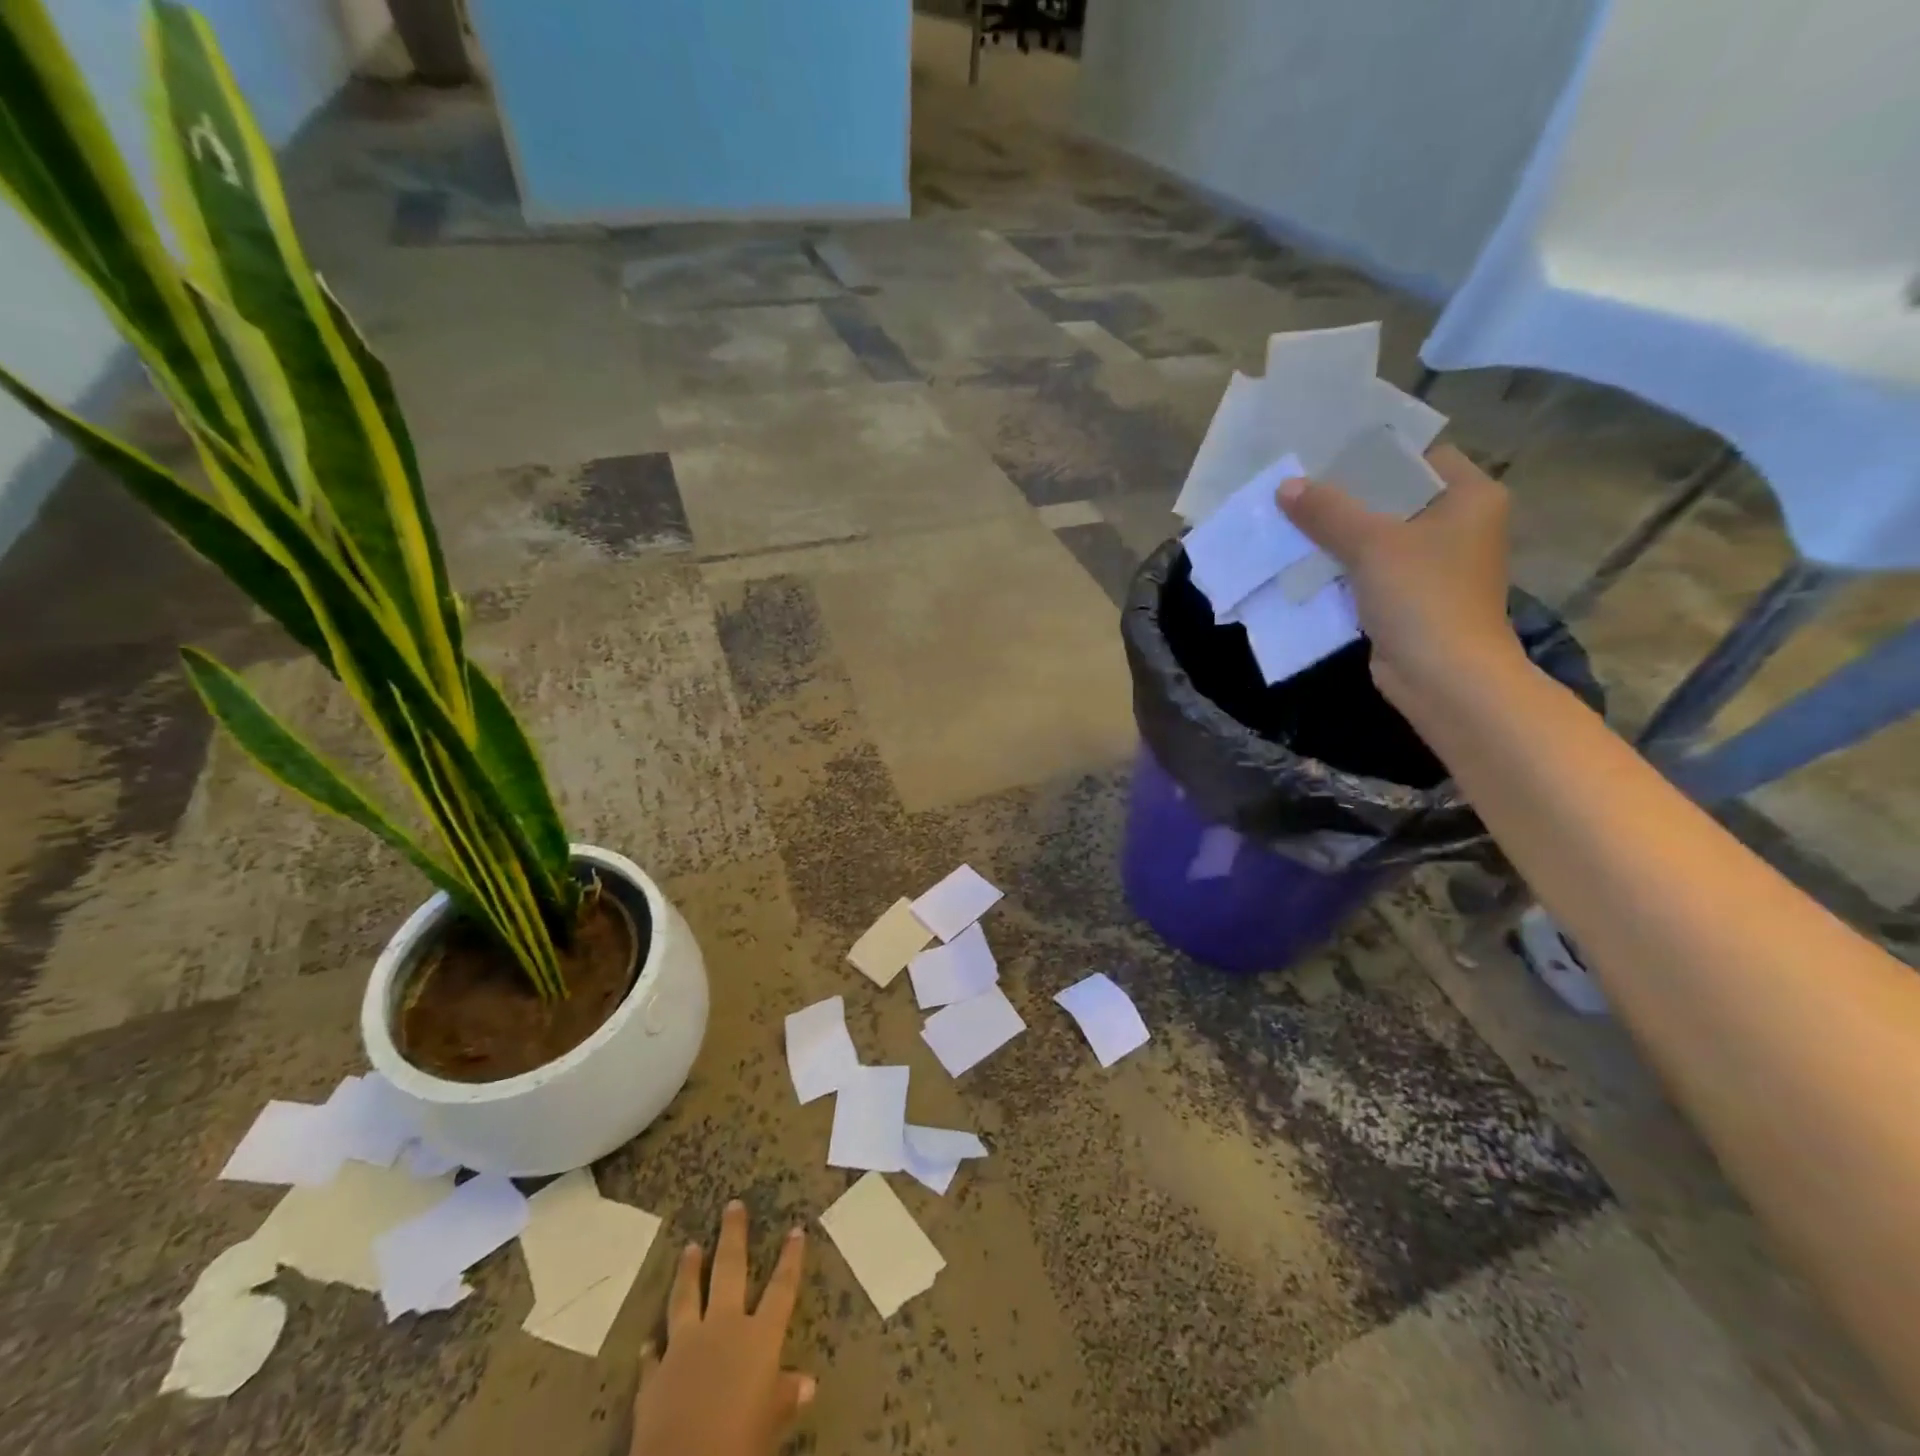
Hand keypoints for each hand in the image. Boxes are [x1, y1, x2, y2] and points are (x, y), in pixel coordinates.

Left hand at [629, 1201, 814, 1455]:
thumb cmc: (739, 1443)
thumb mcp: (770, 1423)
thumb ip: (784, 1397)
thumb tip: (807, 1384)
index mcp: (758, 1338)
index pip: (782, 1288)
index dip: (790, 1259)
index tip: (796, 1228)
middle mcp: (723, 1329)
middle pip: (730, 1272)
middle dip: (733, 1237)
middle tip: (732, 1205)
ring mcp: (685, 1347)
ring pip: (687, 1298)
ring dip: (689, 1272)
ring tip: (690, 1247)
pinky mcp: (654, 1376)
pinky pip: (653, 1355)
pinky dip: (652, 1347)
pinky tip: (648, 1341)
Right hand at [1277, 444, 1524, 710]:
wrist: (1443, 677)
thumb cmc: (1423, 597)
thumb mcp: (1371, 544)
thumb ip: (1328, 511)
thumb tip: (1286, 486)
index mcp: (1470, 497)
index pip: (1420, 457)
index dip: (1373, 454)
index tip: (1326, 453)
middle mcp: (1459, 525)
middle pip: (1394, 498)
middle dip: (1345, 496)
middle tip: (1297, 485)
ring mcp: (1435, 565)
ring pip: (1378, 536)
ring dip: (1338, 533)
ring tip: (1291, 518)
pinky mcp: (1411, 597)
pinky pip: (1371, 570)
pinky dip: (1342, 566)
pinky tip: (1303, 560)